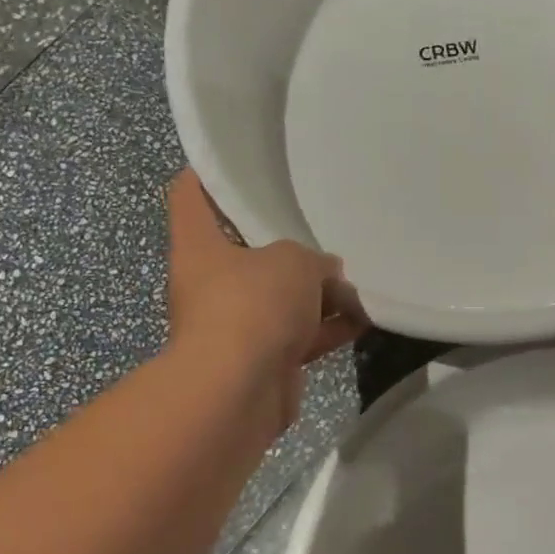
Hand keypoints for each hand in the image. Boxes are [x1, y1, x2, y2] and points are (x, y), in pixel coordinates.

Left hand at [166, 169, 364, 433]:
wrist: (238, 391)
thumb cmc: (252, 306)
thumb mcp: (292, 261)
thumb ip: (313, 259)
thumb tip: (327, 274)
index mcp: (199, 247)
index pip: (191, 195)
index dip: (209, 174)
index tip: (239, 161)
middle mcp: (210, 283)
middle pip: (246, 252)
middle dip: (286, 245)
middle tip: (321, 229)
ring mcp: (236, 325)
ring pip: (280, 298)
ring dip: (317, 294)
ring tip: (356, 280)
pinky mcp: (262, 359)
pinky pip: (299, 335)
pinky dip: (327, 329)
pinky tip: (363, 318)